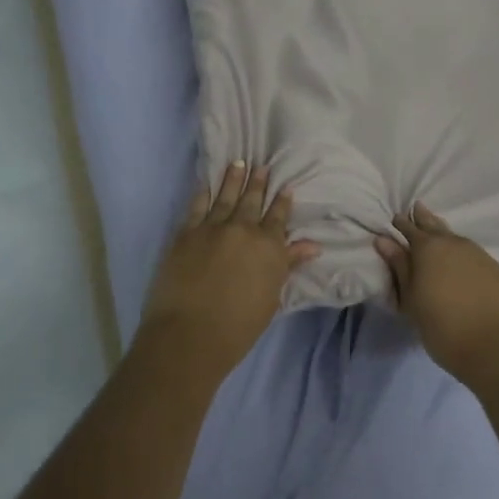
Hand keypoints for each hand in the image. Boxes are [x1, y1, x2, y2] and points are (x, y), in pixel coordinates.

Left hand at [138, 163, 320, 380]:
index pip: (278, 218)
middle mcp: (243, 230)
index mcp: (268, 247)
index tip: (286, 186)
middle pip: (252, 201)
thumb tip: (312, 246)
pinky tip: (206, 183)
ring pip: (225, 197)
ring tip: (238, 163)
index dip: (282, 202)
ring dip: (233, 179)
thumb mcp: (271, 297)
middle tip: (262, 165)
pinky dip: (203, 193)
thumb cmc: (238, 326)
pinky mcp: (186, 233)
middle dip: (258, 183)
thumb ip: (288, 265)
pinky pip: (197, 206)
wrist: (190, 335)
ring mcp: (212, 228)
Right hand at [375, 205, 498, 389]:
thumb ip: (399, 267)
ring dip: (443, 232)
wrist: (495, 345)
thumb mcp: (411, 299)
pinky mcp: (496, 268)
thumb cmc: (442, 326)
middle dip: (423, 218)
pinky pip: (472, 251)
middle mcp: (453, 243)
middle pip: (434, 225)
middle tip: (416, 208)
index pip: (410, 229)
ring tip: (437, 230)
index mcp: (428, 248)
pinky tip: (461, 258)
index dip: (401, 224)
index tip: (395, 219)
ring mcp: (478, 254)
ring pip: (455, 236)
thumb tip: (384, 240)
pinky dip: (461, 250)